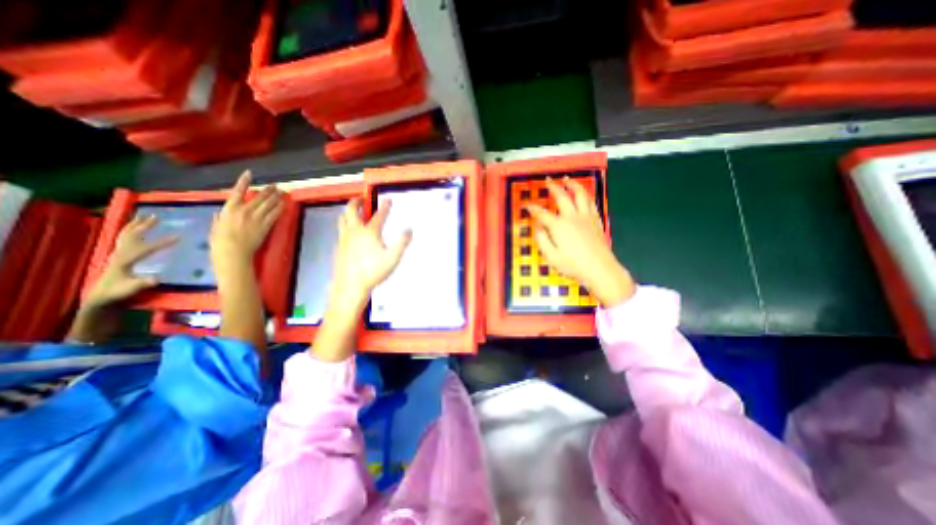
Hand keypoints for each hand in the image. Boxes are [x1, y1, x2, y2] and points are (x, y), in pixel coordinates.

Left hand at [84, 212, 180, 309]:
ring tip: (145, 217)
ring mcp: (118, 254)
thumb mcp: (131, 289)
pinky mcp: (120, 256)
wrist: (101, 297)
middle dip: (143, 226)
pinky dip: (131, 231)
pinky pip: (125, 239)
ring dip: (136, 225)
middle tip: (156, 216)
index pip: (146, 248)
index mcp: (126, 260)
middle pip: (132, 236)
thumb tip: (156, 279)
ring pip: (126, 235)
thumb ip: (142, 283)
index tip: (179, 237)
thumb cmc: (118, 293)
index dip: (163, 242)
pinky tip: (137, 229)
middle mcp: (121, 253)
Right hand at [210, 169, 283, 278]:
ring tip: (282, 192)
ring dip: (276, 197)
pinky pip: (275, 214)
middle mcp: (245, 210)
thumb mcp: (215, 227)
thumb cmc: (220, 241)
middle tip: (275, 185)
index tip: (249, 173)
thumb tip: (220, 214)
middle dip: (268, 190)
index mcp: (229, 209)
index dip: (244, 181)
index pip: (237, 191)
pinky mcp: (266, 225)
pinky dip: (280, 208)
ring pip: (269, 204)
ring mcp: (257, 218)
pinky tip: (284, 204)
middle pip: (259, 197)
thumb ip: (219, 218)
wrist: (233, 252)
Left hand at [332, 196, 412, 310]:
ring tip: (353, 212)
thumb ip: (402, 243)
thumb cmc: (373, 271)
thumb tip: (409, 230)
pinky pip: (340, 230)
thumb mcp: (393, 258)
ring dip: (348, 212)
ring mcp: (344, 239)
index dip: (385, 207)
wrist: (350, 285)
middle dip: (357, 202)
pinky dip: (345, 226)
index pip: (379, 215)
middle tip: (361, 198)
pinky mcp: (338, 247)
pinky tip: (349, 233)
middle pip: (352, 210)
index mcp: (369, 232)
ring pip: (342, 219)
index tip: (388, 200)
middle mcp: (355, 231)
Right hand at [526, 179, 636, 307]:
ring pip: (580, 194)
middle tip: (548, 181)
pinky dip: (585, 195)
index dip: (533, 208)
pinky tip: (583, 195)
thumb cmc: (572, 264)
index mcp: (559, 226)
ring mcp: (586, 217)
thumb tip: (538, 228)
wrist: (599, 268)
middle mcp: (572, 217)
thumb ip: (542, 240)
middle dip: (553, 187)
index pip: (542, 213)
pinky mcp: (596, 220)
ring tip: (567, 179)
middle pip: (562, 196)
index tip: (526, 205)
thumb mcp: (551, 256)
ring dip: (572, 185)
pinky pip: (591, 202)